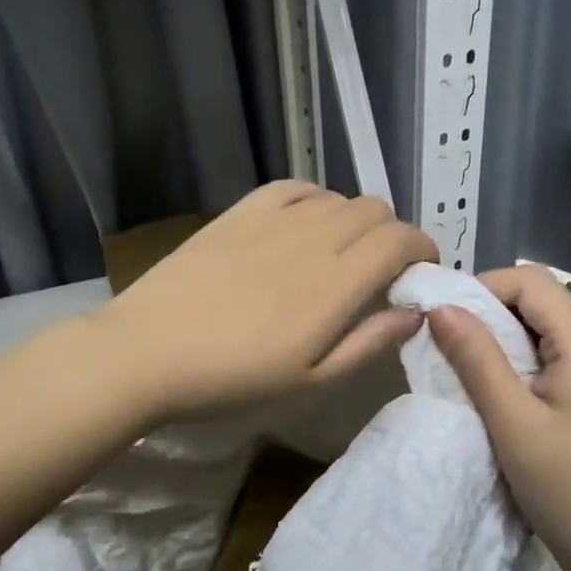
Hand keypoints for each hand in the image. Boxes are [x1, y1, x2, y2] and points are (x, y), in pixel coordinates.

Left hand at [99, 181, 438, 423]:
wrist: (147, 354)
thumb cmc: (232, 381)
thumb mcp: (310, 383)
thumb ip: (369, 343)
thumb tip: (416, 312)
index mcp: (336, 284)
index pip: (400, 240)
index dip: (423, 250)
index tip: (420, 273)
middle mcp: (313, 238)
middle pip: (375, 211)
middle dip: (393, 235)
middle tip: (382, 271)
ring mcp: (273, 220)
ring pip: (337, 198)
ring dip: (355, 221)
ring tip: (341, 254)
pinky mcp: (239, 213)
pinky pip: (294, 188)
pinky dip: (315, 201)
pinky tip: (306, 225)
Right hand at [428, 265, 570, 570]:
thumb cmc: (569, 490)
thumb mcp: (513, 422)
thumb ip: (477, 360)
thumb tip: (440, 308)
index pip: (532, 282)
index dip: (483, 286)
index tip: (441, 317)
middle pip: (536, 304)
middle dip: (484, 314)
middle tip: (441, 343)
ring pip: (537, 335)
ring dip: (494, 343)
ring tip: (456, 368)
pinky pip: (543, 364)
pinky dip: (509, 367)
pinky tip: (486, 395)